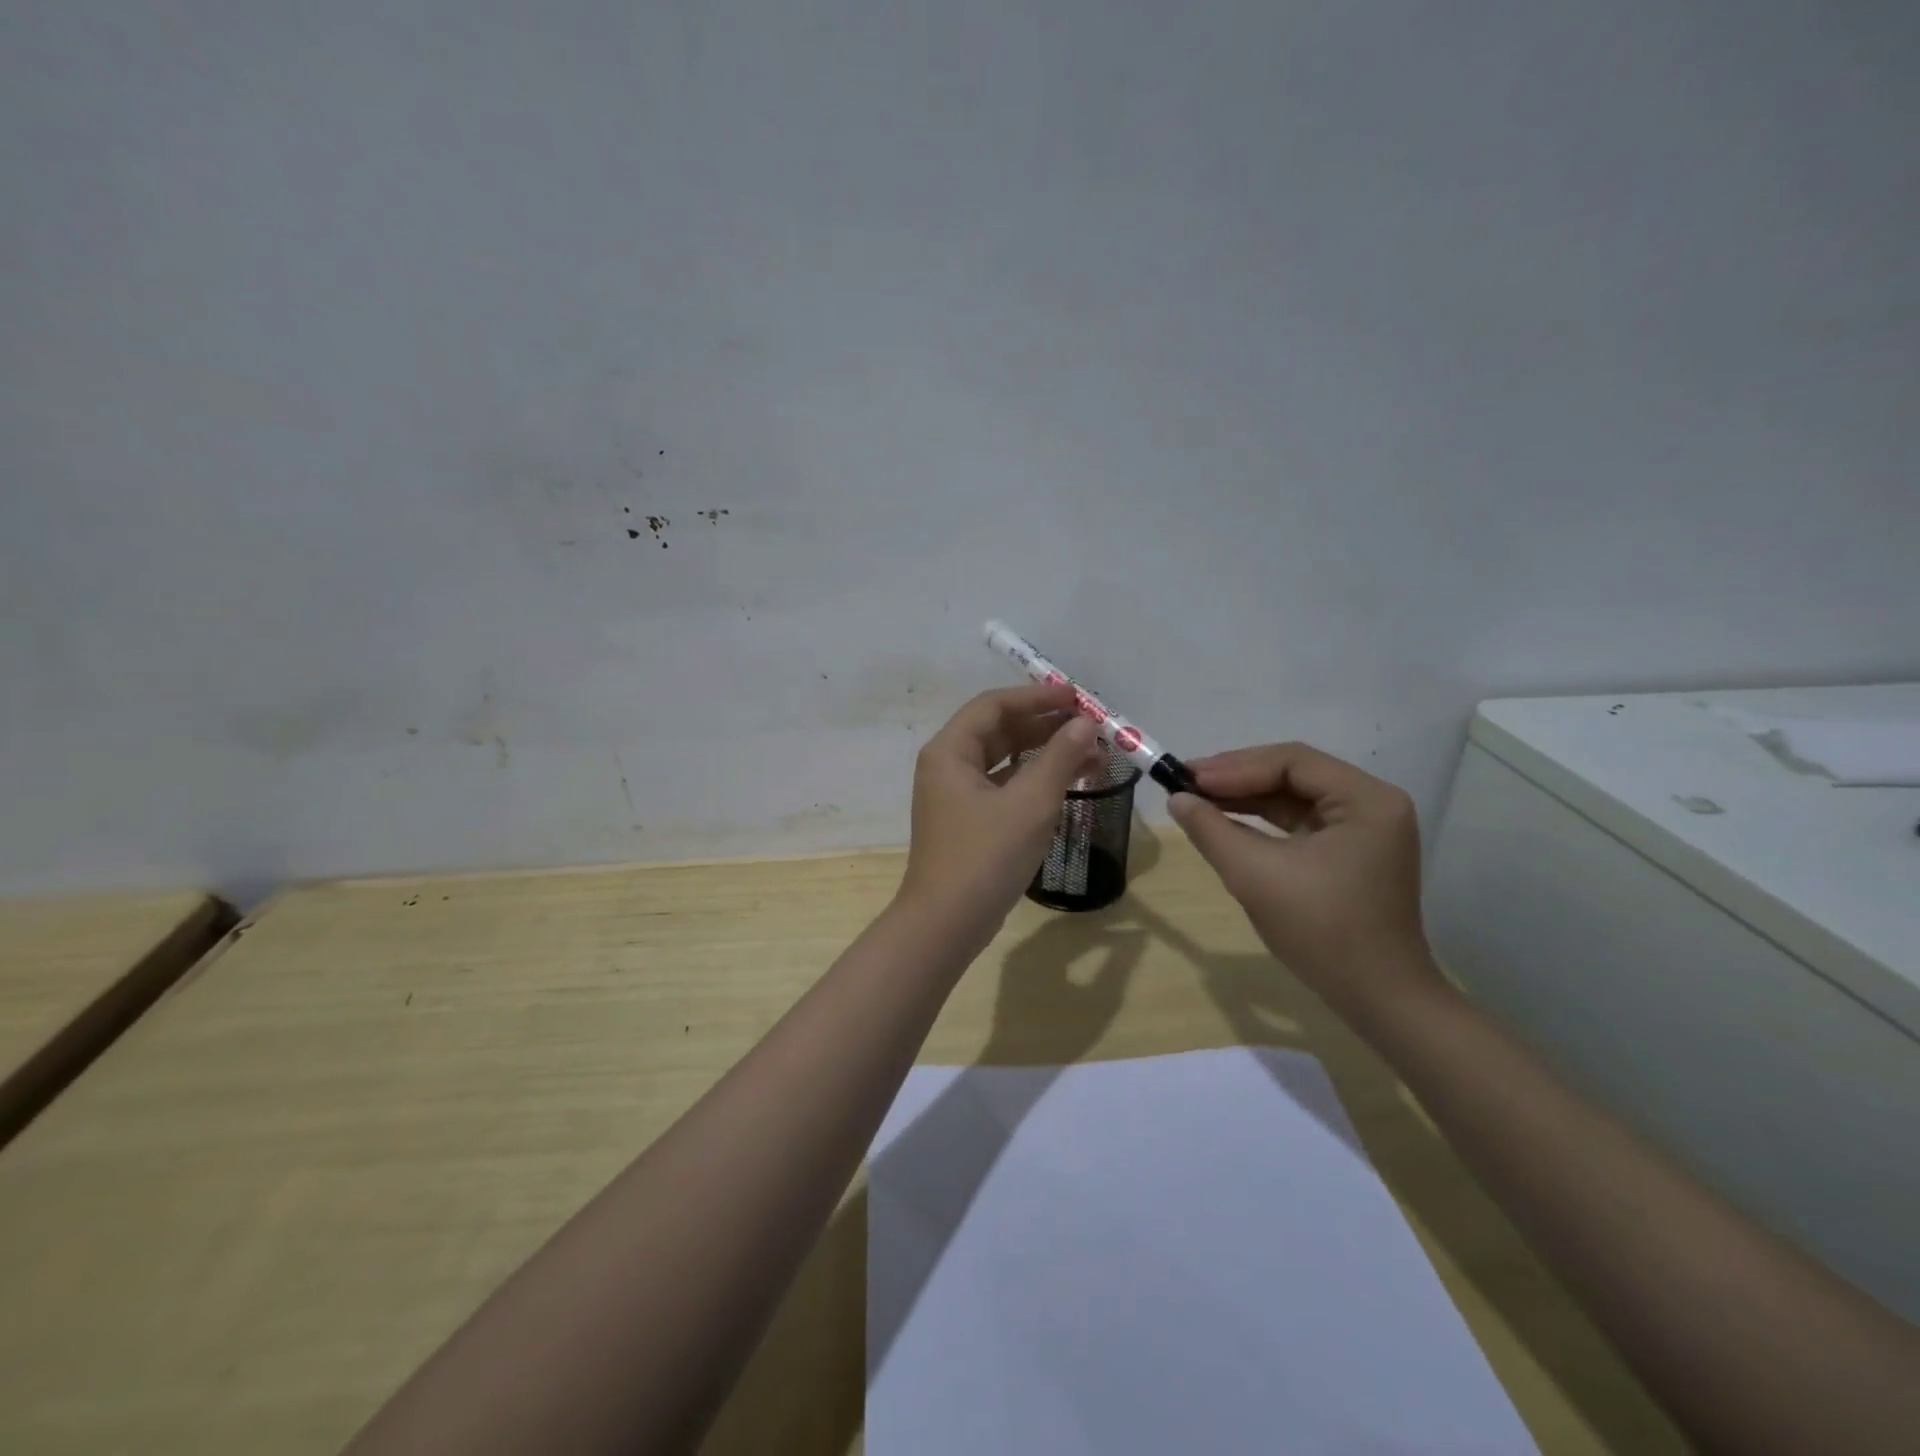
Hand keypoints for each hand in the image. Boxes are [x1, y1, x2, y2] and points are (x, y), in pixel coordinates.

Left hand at [897, 683, 1103, 945]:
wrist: (947, 923)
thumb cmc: (986, 856)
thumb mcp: (1030, 803)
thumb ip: (1060, 758)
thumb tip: (1085, 724)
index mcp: (950, 751)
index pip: (994, 706)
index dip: (1036, 697)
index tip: (1076, 698)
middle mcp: (947, 766)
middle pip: (999, 730)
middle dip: (1046, 726)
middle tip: (1090, 726)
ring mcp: (956, 795)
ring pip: (1005, 760)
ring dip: (1045, 754)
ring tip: (1092, 754)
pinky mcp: (968, 821)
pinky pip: (1004, 786)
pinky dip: (1034, 781)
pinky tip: (1069, 783)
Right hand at [1166, 743, 1439, 1027]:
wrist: (1378, 999)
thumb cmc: (1322, 931)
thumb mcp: (1256, 875)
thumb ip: (1211, 830)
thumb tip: (1176, 799)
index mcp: (1366, 800)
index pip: (1292, 761)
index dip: (1235, 766)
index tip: (1187, 777)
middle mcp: (1372, 804)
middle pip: (1293, 774)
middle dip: (1237, 778)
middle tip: (1185, 782)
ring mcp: (1364, 829)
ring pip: (1294, 797)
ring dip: (1245, 797)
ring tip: (1197, 798)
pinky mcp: (1351, 852)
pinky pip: (1300, 822)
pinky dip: (1261, 820)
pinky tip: (1226, 820)